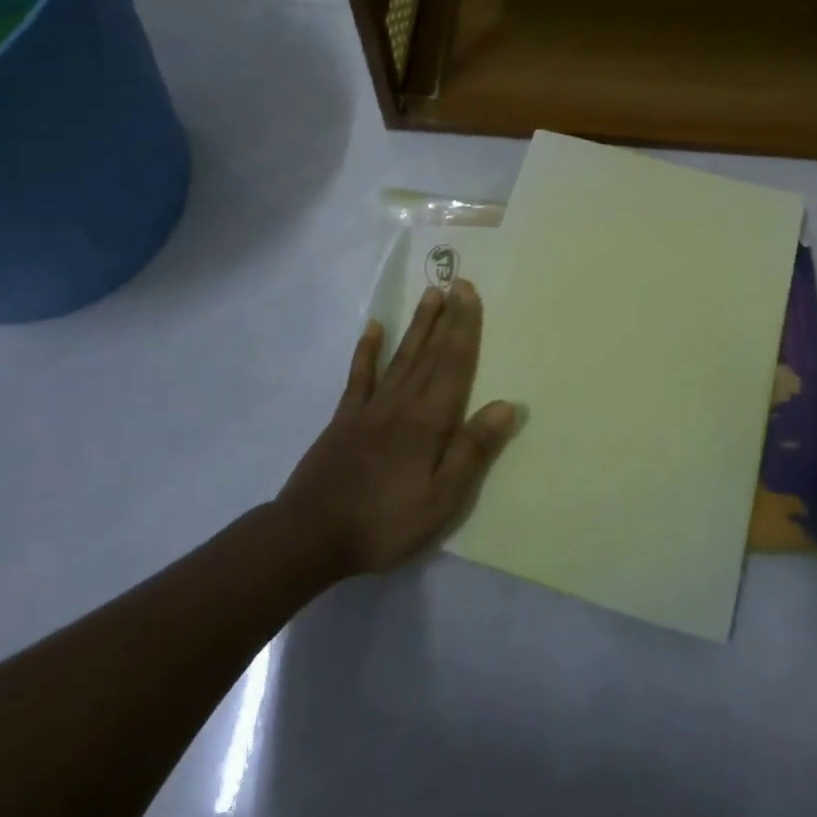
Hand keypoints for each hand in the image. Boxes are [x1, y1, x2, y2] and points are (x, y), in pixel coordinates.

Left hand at [277, 280, 519, 578]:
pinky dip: (367, 350)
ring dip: (418, 326)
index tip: (469, 292)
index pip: (454, 363)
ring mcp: (370, 407)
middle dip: (446, 317)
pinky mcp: (345, 418)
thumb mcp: (441, 499)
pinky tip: (373, 328)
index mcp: (429, 420)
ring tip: (429, 296)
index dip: (464, 327)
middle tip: (455, 281)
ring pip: (401, 356)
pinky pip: (359, 376)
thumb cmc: (384, 522)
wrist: (310, 534)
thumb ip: (473, 451)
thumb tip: (507, 405)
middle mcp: (402, 402)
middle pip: (430, 352)